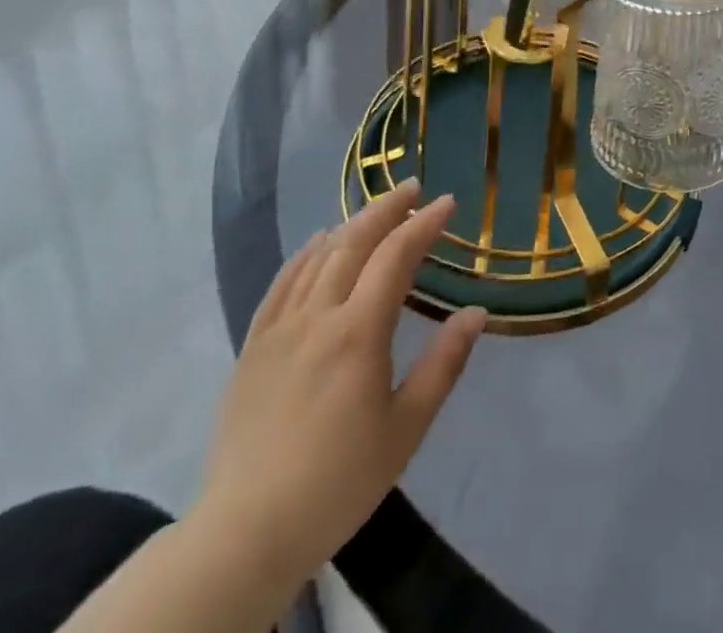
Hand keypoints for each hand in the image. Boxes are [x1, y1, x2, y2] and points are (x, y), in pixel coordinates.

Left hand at [192, 182, 486, 591]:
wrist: (246, 533)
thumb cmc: (339, 481)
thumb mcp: (406, 428)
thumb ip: (443, 364)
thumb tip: (476, 312)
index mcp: (358, 332)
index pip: (396, 256)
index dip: (424, 224)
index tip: (448, 203)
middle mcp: (317, 317)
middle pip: (354, 242)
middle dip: (387, 209)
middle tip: (413, 189)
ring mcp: (279, 330)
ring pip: (317, 257)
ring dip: (351, 225)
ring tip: (375, 212)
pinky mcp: (253, 348)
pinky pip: (281, 284)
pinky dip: (305, 255)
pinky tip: (317, 245)